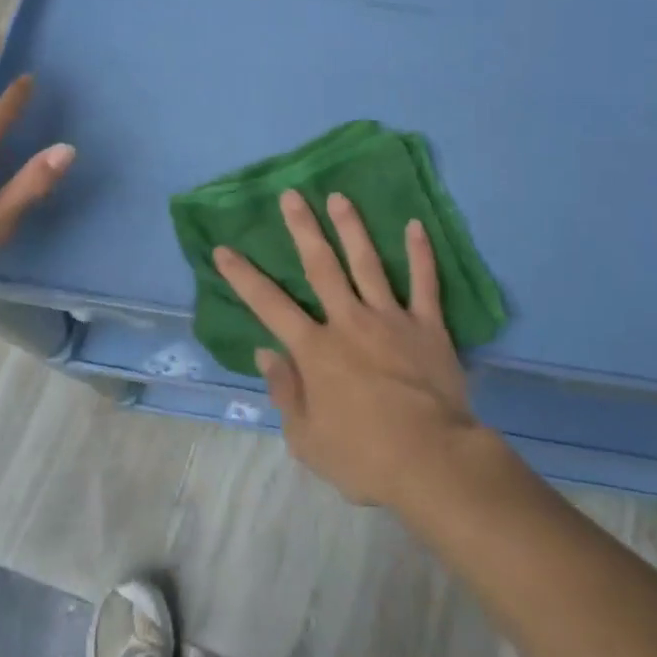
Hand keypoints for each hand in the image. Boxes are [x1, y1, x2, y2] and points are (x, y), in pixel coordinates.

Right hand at [214, 189, 480, 507]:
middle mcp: (349, 322)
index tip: (224, 249)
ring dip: (351, 227)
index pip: (270, 305)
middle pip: (321, 266)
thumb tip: (265, 353)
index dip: (243, 276)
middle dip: (303, 228)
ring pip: (367, 263)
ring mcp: (390, 318)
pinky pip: (424, 283)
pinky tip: (415, 225)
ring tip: (340, 196)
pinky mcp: (427, 326)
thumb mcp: (307, 440)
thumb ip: (285, 392)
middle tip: (291, 195)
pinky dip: (421, 253)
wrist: (432, 461)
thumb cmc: (363, 457)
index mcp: (316, 350)